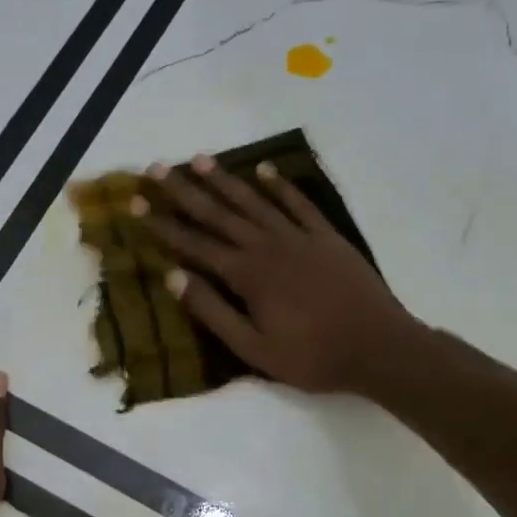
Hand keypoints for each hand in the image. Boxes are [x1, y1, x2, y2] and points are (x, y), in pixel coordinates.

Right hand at [136, 154, 413, 396]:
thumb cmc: (312, 356)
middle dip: (185, 192)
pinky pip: (299, 204)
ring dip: (225, 180)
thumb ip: (213, 311)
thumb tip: (174, 278)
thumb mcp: (253, 348)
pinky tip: (264, 171)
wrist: (379, 348)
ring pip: (254, 202)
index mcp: (247, 275)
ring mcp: (300, 238)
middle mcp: (268, 247)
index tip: (137, 205)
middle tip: (157, 168)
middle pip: (219, 214)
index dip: (163, 225)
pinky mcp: (327, 237)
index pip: (195, 245)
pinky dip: (280, 186)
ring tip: (199, 159)